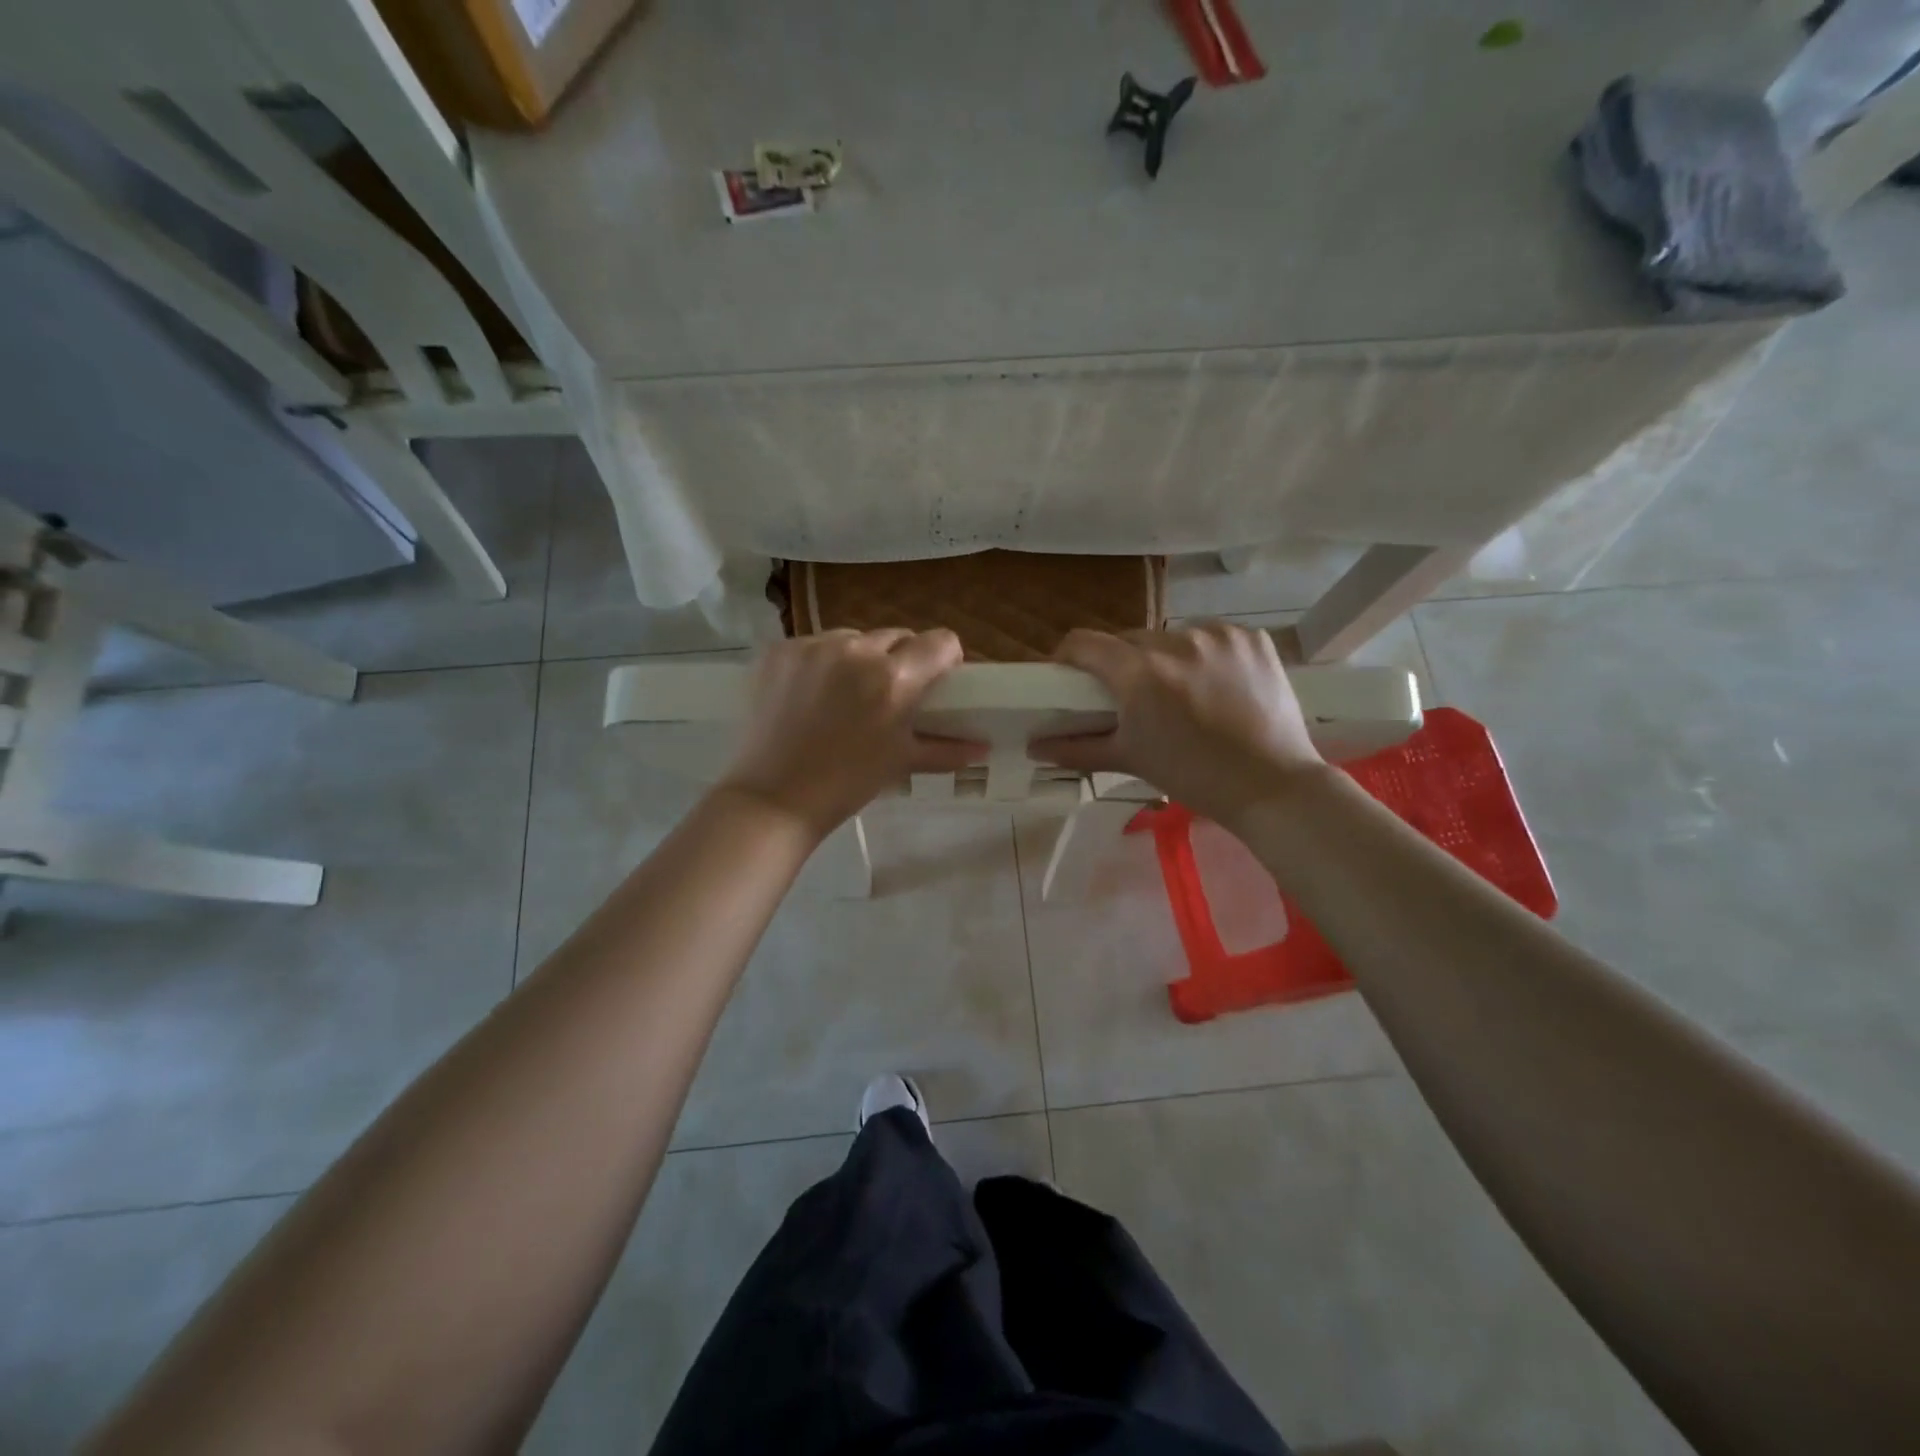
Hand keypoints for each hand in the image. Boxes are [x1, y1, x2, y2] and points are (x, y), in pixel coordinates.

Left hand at [716, 629, 983, 838]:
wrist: (773, 798)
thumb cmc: (846, 784)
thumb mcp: (901, 763)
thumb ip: (947, 749)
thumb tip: (983, 748)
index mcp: (894, 679)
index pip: (940, 641)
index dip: (944, 658)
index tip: (936, 678)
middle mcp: (856, 651)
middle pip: (897, 636)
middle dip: (900, 659)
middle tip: (888, 693)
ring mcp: (813, 646)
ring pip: (854, 637)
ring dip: (859, 658)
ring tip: (845, 694)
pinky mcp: (780, 650)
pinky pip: (815, 644)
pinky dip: (821, 662)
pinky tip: (811, 693)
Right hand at [1031, 623, 1324, 828]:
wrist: (1272, 785)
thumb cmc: (1192, 776)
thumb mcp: (1129, 760)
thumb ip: (1076, 748)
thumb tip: (1033, 747)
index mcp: (1140, 672)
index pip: (1084, 643)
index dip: (1069, 657)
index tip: (1070, 675)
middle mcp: (1176, 641)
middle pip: (1129, 640)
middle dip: (1122, 664)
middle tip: (1131, 696)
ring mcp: (1218, 635)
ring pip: (1171, 636)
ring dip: (1165, 657)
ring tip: (1179, 692)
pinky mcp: (1251, 637)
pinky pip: (1211, 636)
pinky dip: (1205, 655)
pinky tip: (1216, 684)